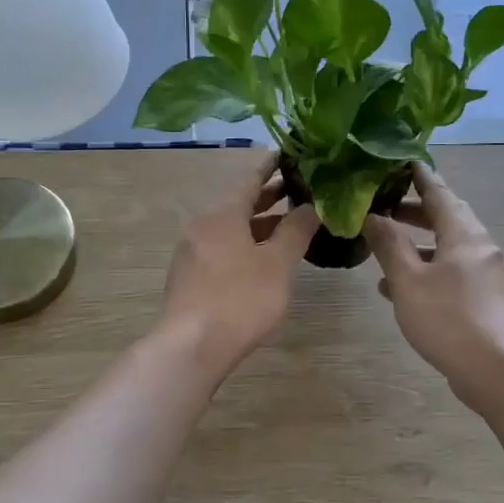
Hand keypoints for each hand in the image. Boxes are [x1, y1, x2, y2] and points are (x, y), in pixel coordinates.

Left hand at [159, 153, 320, 375]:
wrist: (191, 346)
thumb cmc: (240, 299)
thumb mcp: (277, 263)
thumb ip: (296, 231)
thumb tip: (313, 206)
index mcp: (222, 214)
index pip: (250, 179)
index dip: (271, 167)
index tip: (290, 156)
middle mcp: (202, 225)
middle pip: (239, 204)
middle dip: (269, 197)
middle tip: (299, 190)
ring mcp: (192, 252)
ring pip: (231, 229)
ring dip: (259, 226)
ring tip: (290, 227)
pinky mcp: (190, 278)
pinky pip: (222, 249)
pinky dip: (245, 245)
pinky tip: (264, 260)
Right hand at [366, 164, 503, 412]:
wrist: (501, 372)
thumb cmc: (451, 320)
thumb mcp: (410, 281)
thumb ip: (389, 246)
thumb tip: (372, 215)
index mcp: (463, 235)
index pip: (439, 192)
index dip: (419, 175)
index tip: (401, 160)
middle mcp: (479, 248)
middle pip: (446, 218)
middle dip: (415, 210)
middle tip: (385, 205)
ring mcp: (485, 276)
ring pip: (447, 248)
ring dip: (417, 244)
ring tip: (384, 247)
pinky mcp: (484, 302)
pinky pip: (451, 274)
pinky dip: (426, 271)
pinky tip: (399, 290)